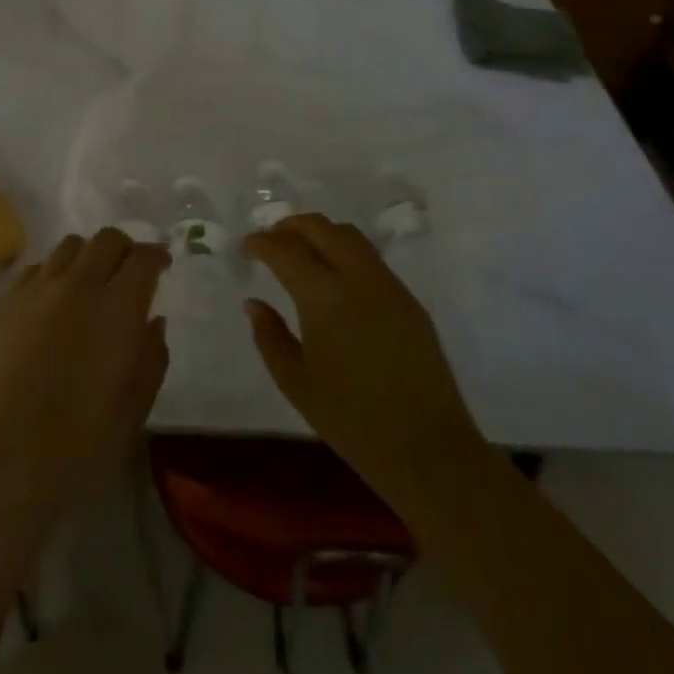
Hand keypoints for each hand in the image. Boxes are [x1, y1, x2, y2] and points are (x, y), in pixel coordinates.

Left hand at [0, 229, 168, 527]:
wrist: (3, 459)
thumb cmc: (80, 444)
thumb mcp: (134, 409)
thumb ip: (151, 358)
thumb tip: (153, 320)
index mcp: (117, 309)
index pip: (142, 259)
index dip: (157, 255)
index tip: (163, 265)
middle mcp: (77, 286)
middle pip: (106, 240)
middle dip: (125, 248)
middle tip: (130, 272)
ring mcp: (36, 291)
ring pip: (69, 246)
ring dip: (88, 256)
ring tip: (91, 285)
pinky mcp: (5, 304)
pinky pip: (36, 268)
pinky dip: (54, 273)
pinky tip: (54, 303)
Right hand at [243, 214, 479, 516]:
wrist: (428, 447)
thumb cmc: (352, 420)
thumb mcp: (296, 383)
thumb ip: (269, 337)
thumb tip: (253, 303)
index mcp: (324, 297)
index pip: (285, 250)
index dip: (261, 243)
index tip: (246, 247)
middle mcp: (357, 278)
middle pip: (320, 227)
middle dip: (289, 226)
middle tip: (270, 241)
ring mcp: (388, 285)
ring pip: (350, 236)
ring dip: (320, 233)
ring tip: (301, 252)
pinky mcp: (409, 299)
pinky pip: (370, 258)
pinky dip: (344, 251)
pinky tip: (335, 278)